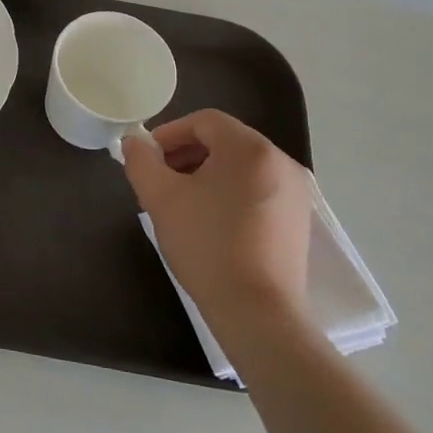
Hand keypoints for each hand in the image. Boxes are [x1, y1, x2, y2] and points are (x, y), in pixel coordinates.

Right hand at [121, 110, 312, 331]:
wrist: (257, 311)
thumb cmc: (206, 245)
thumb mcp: (160, 198)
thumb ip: (141, 161)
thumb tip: (134, 142)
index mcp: (250, 149)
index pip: (205, 121)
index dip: (170, 133)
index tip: (148, 157)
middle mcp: (280, 161)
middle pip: (225, 141)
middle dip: (187, 153)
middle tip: (161, 179)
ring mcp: (295, 192)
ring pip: (242, 166)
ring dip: (207, 173)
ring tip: (182, 201)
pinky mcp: (298, 220)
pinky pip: (258, 189)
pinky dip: (231, 192)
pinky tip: (211, 221)